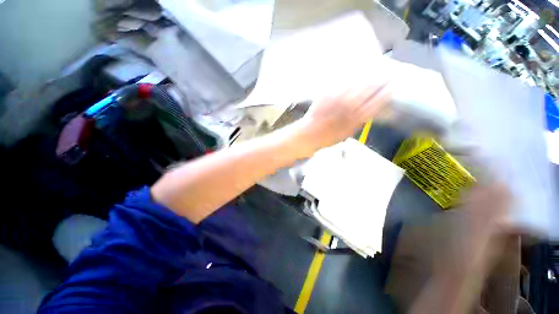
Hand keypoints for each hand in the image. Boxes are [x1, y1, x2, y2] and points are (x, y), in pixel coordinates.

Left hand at [291, 83, 391, 155]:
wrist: (309, 135)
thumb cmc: (327, 138)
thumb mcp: (346, 134)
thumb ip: (358, 122)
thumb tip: (369, 111)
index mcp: (354, 119)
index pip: (375, 104)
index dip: (385, 94)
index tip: (394, 87)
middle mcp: (348, 107)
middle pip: (368, 92)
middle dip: (380, 82)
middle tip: (390, 74)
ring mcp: (337, 99)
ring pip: (356, 85)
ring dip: (368, 77)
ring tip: (377, 71)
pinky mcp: (327, 94)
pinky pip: (340, 84)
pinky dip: (350, 78)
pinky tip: (356, 73)